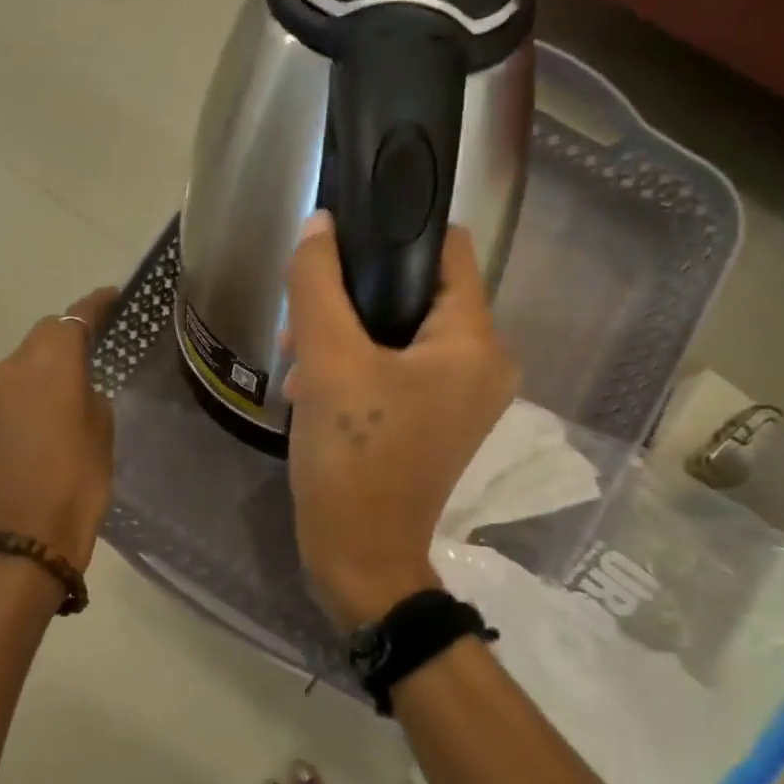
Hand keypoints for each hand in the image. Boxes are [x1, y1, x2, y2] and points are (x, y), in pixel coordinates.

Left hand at [0, 287, 118, 569]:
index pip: (75, 316)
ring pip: (16, 371)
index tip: (112, 296)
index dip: (95, 303)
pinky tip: (30, 435)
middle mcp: (11, 369)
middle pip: (41, 337)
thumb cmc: (80, 479)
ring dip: (37, 376)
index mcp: (52, 363)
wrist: (28, 536)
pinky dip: (16, 407)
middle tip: (89, 354)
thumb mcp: (103, 429)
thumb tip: (76, 386)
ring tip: (58, 403)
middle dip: (64, 339)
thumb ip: (90, 392)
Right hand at [282, 212, 518, 626]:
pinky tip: (313, 384)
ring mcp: (464, 396)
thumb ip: (318, 283)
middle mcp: (484, 362)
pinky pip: (401, 367)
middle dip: (358, 294)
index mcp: (474, 341)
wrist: (360, 558)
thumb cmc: (352, 458)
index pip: (449, 248)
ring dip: (350, 332)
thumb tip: (319, 225)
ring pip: (404, 331)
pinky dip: (361, 364)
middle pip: (421, 291)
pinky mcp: (439, 420)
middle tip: (306, 312)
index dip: (398, 229)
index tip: (345, 235)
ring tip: (299, 355)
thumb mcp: (327, 362)